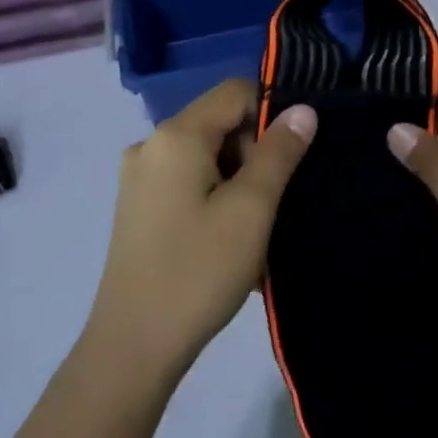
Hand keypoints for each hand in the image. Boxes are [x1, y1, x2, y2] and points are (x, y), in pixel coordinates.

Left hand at [87, 79, 315, 378]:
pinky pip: (188, 183)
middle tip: (275, 202)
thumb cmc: (198, 271)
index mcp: (175, 136)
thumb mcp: (251, 209)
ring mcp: (139, 178)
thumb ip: (279, 153)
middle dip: (254, 152)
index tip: (296, 154)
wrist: (134, 345)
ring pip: (205, 157)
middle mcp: (150, 145)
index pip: (235, 92)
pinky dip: (216, 197)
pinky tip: (231, 239)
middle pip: (218, 124)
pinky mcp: (138, 207)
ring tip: (257, 228)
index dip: (272, 111)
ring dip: (238, 180)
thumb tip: (303, 110)